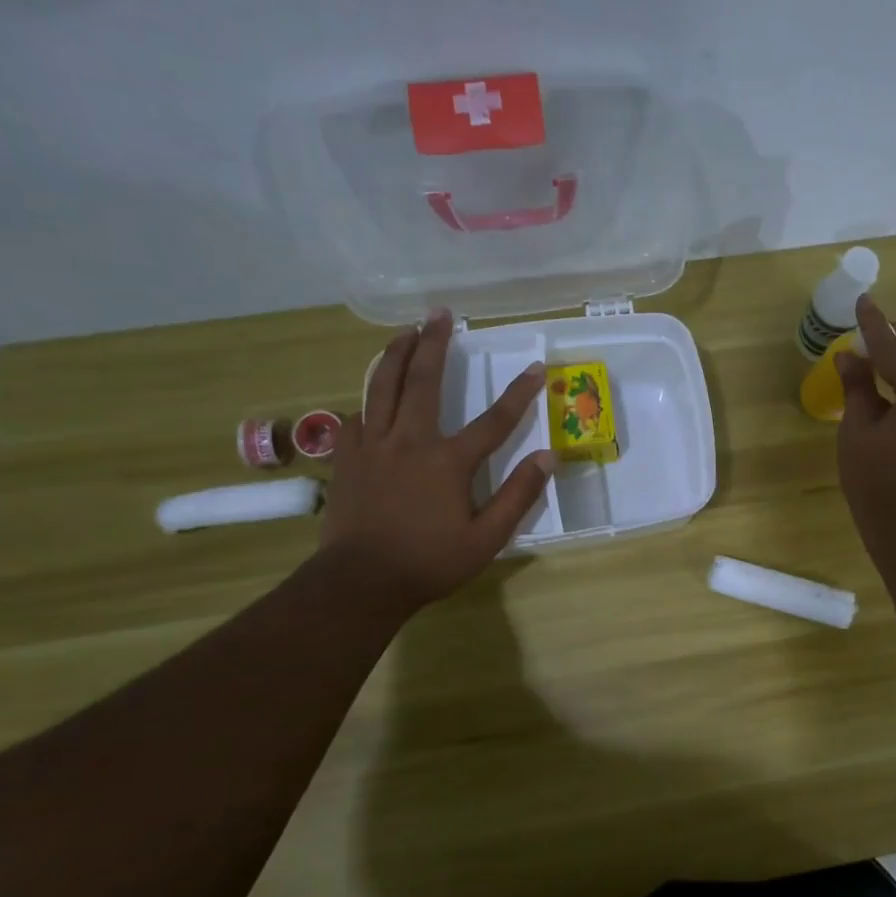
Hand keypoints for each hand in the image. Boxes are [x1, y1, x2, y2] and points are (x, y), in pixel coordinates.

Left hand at [318, 310, 553, 611]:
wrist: (360, 582)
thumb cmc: (428, 562)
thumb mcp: (486, 539)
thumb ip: (518, 496)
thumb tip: (547, 457)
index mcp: (448, 462)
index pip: (494, 421)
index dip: (520, 393)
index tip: (537, 368)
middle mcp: (409, 442)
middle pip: (423, 382)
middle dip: (435, 344)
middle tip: (441, 314)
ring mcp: (373, 447)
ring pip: (381, 387)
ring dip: (395, 354)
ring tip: (405, 331)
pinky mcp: (348, 459)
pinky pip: (357, 416)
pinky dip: (368, 398)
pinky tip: (372, 393)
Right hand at [835, 296, 895, 548]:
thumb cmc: (877, 482)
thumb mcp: (858, 430)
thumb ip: (858, 387)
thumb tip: (850, 356)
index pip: (894, 348)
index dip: (873, 325)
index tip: (862, 300)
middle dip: (890, 343)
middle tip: (866, 325)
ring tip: (875, 354)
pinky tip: (895, 385)